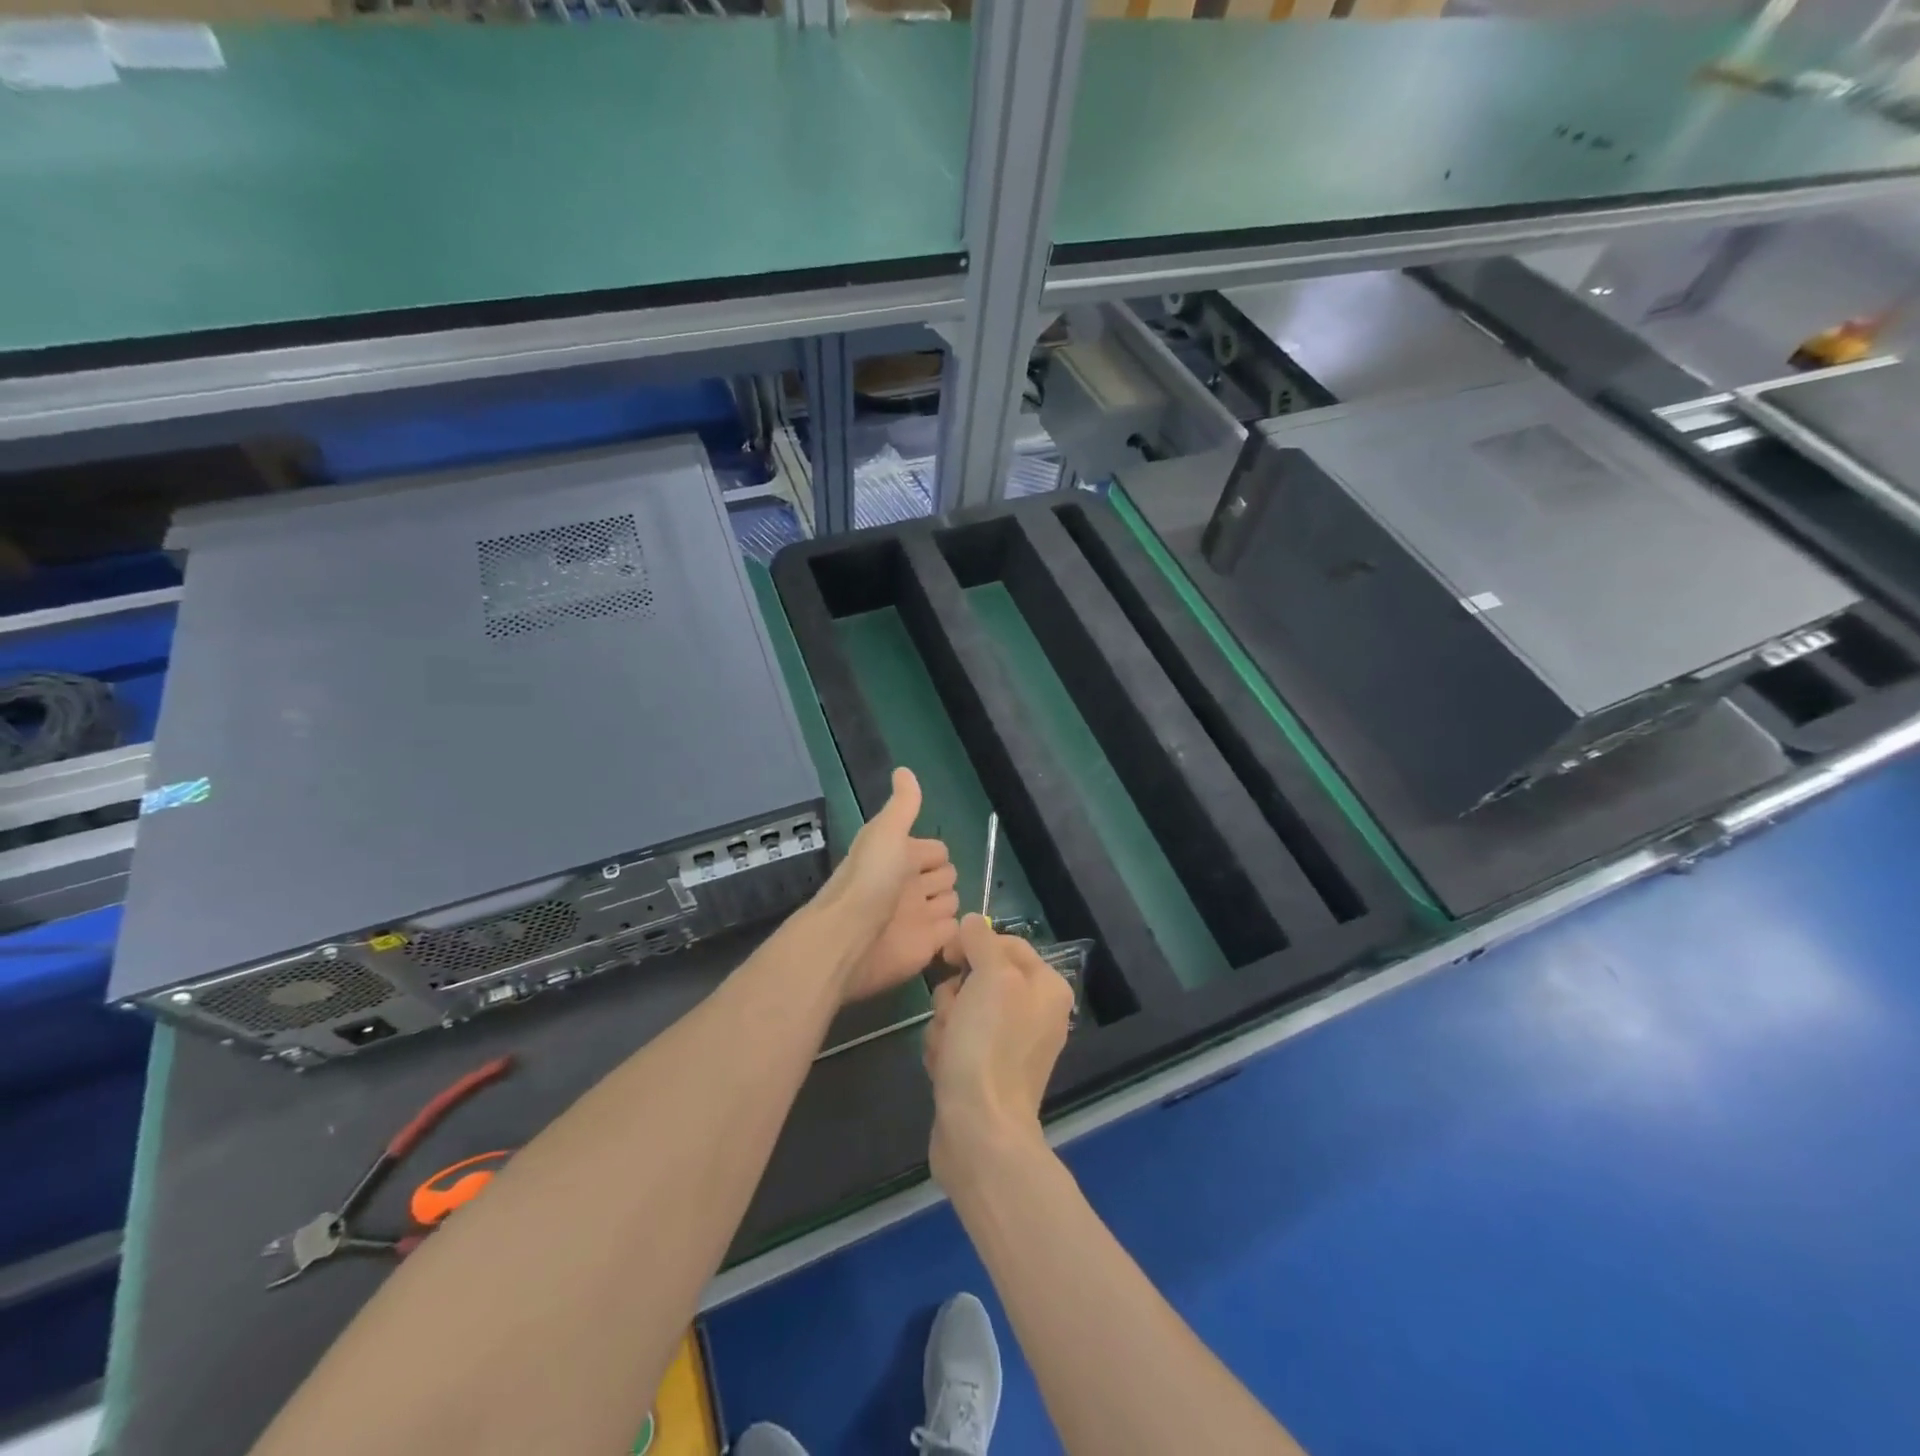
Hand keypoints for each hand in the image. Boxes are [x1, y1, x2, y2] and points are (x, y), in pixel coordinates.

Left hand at [818, 767, 960, 1002]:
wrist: (849, 938)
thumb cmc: (870, 880)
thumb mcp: (886, 832)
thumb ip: (902, 805)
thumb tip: (904, 769)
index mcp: (899, 857)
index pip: (935, 850)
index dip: (936, 853)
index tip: (933, 858)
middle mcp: (909, 886)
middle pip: (945, 876)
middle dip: (945, 877)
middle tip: (934, 885)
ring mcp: (919, 917)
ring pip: (951, 902)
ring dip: (951, 902)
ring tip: (941, 909)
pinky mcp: (928, 946)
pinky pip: (952, 933)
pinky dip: (955, 930)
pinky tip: (952, 928)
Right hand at [924, 914, 1073, 1190]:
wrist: (979, 1131)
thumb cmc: (989, 1045)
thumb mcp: (990, 977)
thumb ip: (982, 940)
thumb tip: (972, 922)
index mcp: (1047, 987)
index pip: (1005, 942)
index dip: (973, 945)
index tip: (947, 957)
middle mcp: (1033, 1012)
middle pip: (977, 977)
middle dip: (955, 995)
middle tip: (955, 1016)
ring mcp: (1009, 1044)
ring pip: (960, 1008)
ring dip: (945, 1024)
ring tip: (949, 1050)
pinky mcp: (984, 1070)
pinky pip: (955, 1040)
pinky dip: (944, 1050)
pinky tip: (945, 1069)